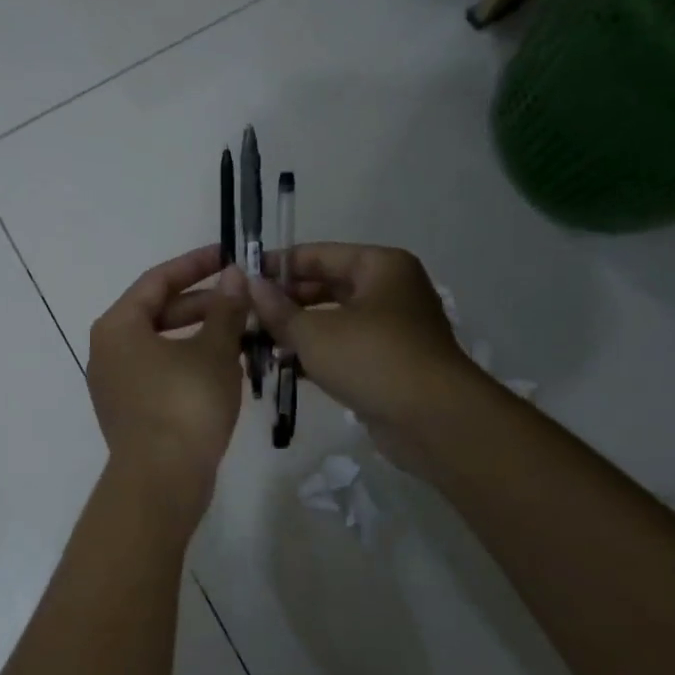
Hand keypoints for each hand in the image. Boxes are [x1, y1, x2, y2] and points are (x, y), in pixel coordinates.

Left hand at [87, 245, 249, 510]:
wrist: (161, 481)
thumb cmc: (185, 404)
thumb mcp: (213, 351)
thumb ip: (225, 309)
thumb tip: (234, 275)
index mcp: (118, 326)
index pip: (157, 280)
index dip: (195, 264)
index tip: (229, 255)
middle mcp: (107, 350)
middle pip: (157, 312)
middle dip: (202, 303)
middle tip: (243, 298)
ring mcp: (114, 383)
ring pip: (160, 344)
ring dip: (199, 334)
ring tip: (241, 330)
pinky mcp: (128, 410)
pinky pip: (158, 372)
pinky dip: (187, 361)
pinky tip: (222, 366)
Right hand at [245, 243, 478, 471]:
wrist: (434, 420)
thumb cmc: (372, 359)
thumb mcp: (313, 333)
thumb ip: (277, 309)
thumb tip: (248, 284)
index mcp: (379, 266)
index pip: (317, 254)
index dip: (276, 265)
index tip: (240, 279)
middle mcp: (389, 289)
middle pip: (325, 286)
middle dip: (285, 301)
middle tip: (244, 315)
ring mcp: (392, 327)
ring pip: (333, 319)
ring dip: (297, 329)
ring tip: (256, 341)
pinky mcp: (390, 361)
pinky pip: (344, 347)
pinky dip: (317, 353)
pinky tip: (283, 366)